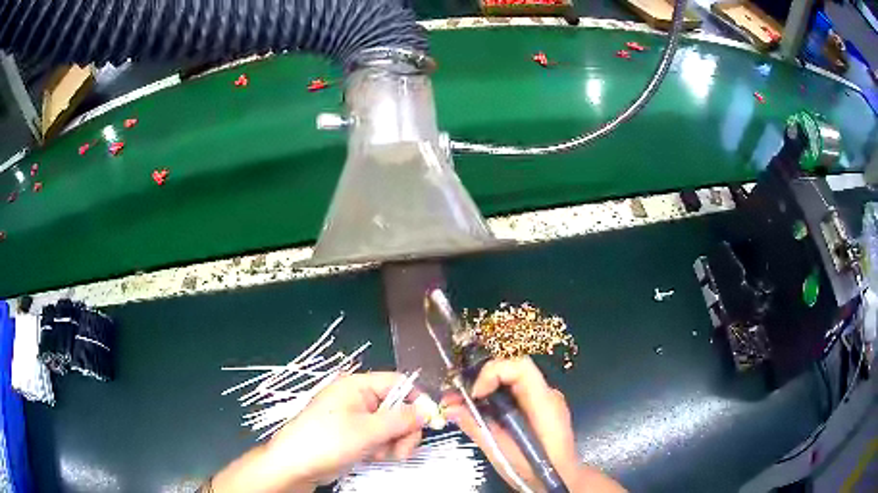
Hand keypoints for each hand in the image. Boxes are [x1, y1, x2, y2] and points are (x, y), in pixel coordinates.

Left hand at [212, 372, 427, 492]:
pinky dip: (384, 448)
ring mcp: (357, 419)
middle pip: (399, 408)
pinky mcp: (356, 436)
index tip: (429, 421)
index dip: (416, 399)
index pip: (398, 383)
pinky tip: (375, 457)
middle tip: (402, 449)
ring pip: (392, 426)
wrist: (296, 465)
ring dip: (395, 442)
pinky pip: (381, 438)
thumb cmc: (328, 440)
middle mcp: (359, 399)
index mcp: (358, 386)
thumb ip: (401, 420)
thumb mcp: (367, 430)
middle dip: (405, 430)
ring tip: (382, 454)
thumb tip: (429, 409)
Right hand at [442, 357, 624, 492]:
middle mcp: (547, 394)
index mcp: (544, 402)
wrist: (562, 479)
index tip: (473, 394)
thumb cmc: (536, 469)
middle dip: (480, 380)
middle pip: (511, 370)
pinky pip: (514, 393)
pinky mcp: (539, 407)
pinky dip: (493, 399)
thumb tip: (449, 408)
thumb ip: (477, 427)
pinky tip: (478, 413)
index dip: (492, 372)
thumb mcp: (502, 452)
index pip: (520, 366)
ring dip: (484, 389)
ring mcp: (545, 399)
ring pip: (510, 381)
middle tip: (455, 397)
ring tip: (459, 405)